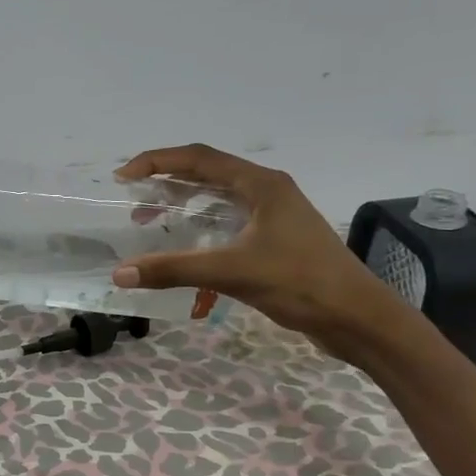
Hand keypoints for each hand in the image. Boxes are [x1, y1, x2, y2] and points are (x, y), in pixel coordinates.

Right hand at [112, 143, 402, 355]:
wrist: (355, 316)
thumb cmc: (299, 283)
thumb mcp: (231, 272)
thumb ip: (174, 269)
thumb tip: (120, 273)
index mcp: (261, 185)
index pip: (199, 158)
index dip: (157, 162)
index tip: (123, 176)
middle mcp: (268, 191)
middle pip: (208, 173)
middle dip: (167, 183)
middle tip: (133, 201)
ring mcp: (274, 216)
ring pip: (219, 198)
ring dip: (183, 205)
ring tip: (152, 222)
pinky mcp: (276, 239)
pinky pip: (229, 221)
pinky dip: (201, 227)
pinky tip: (187, 247)